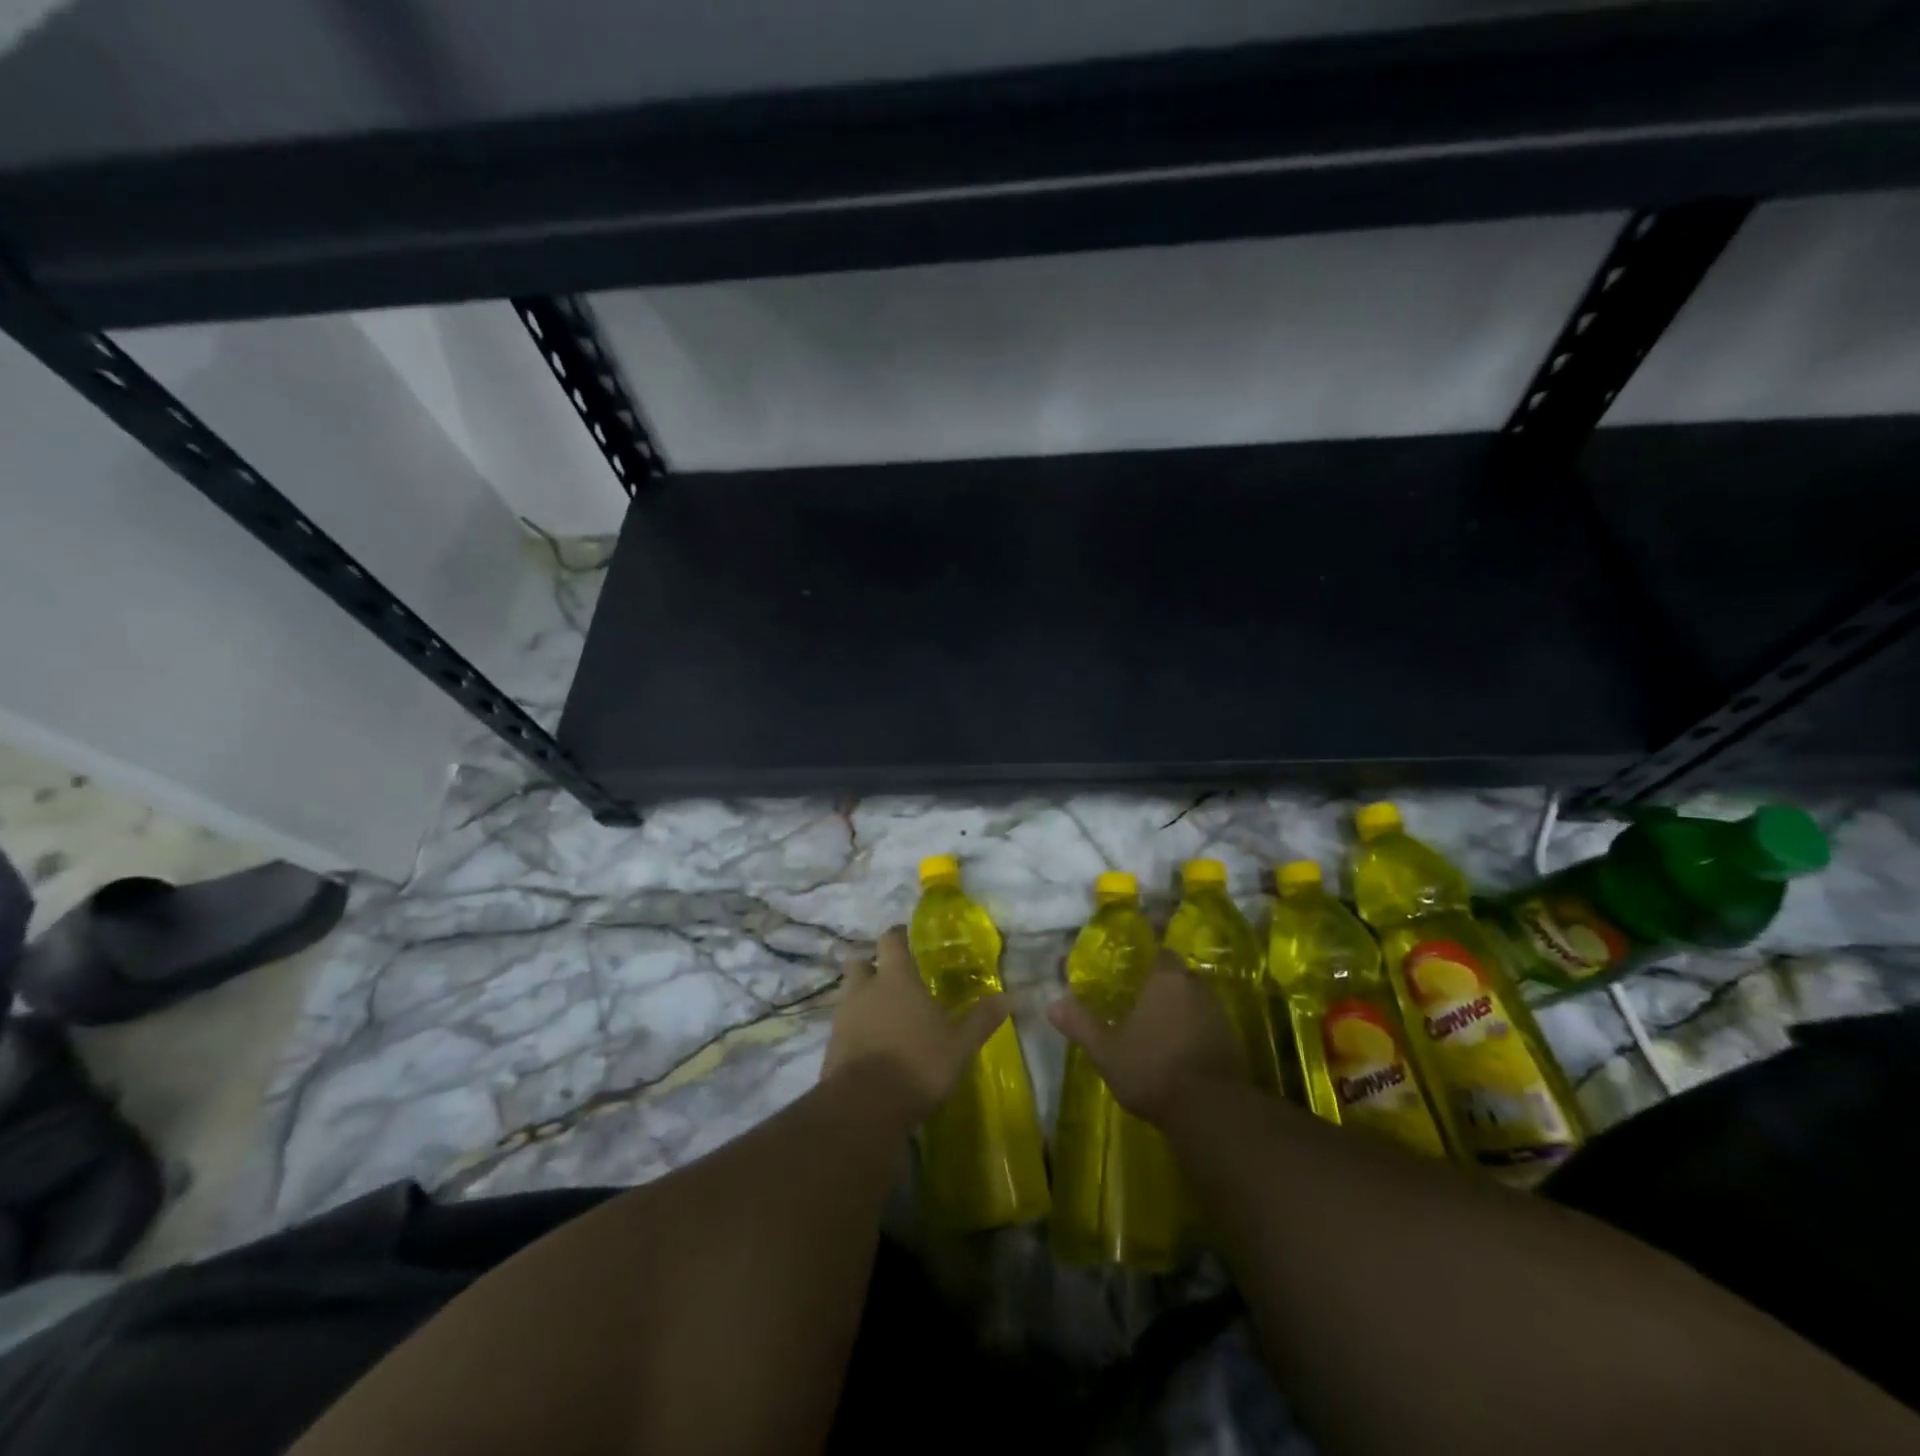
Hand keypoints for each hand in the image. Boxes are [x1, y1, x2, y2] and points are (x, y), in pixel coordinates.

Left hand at [823, 926, 1006, 1119]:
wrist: (864, 1107)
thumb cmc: (918, 1064)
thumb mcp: (960, 1045)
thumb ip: (981, 1019)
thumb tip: (1009, 997)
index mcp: (896, 978)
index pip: (890, 940)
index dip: (898, 936)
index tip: (907, 938)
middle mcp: (865, 989)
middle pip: (859, 962)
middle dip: (872, 966)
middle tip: (892, 978)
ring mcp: (843, 1017)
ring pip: (849, 994)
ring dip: (863, 998)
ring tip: (884, 1016)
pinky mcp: (831, 1045)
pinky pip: (843, 1025)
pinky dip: (855, 1029)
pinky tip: (872, 1046)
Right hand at [1049, 950, 1245, 1123]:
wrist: (1212, 1112)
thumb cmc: (1153, 1068)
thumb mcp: (1106, 1050)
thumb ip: (1081, 1024)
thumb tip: (1052, 1004)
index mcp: (1166, 978)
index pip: (1158, 951)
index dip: (1144, 956)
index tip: (1129, 966)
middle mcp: (1196, 987)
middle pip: (1177, 975)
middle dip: (1159, 984)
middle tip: (1137, 998)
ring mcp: (1219, 1014)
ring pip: (1193, 1000)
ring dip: (1177, 1009)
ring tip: (1154, 1026)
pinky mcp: (1233, 1042)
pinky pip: (1206, 1025)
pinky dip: (1192, 1031)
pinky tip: (1176, 1050)